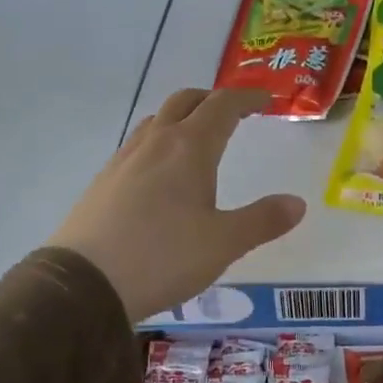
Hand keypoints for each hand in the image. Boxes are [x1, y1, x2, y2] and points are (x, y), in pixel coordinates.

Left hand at [48, 88, 305, 321]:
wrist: (84, 283)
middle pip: (185, 101)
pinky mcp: (103, 182)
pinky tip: (161, 174)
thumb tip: (298, 203)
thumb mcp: (224, 243)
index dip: (247, 99)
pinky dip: (159, 143)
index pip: (222, 107)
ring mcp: (123, 160)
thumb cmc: (163, 257)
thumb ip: (263, 220)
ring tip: (198, 138)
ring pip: (156, 121)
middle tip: (233, 112)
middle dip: (212, 99)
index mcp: (189, 148)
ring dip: (182, 117)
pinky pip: (138, 146)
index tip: (266, 100)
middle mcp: (155, 143)